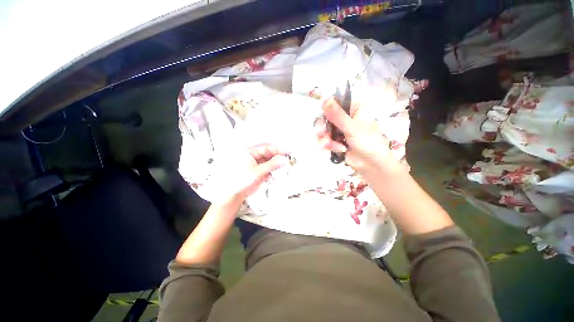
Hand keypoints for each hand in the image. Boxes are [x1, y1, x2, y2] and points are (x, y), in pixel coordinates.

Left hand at [215, 144, 289, 203]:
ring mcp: (256, 164)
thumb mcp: (257, 171)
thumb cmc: (239, 181)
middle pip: (269, 154)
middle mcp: (253, 157)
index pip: (266, 147)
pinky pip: (268, 168)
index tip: (287, 151)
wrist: (233, 195)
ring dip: (276, 164)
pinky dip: (273, 170)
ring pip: (269, 161)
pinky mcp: (258, 171)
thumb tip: (283, 159)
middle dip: (278, 157)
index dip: (278, 149)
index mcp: (249, 152)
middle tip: (287, 159)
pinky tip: (275, 173)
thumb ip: (272, 165)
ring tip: (283, 166)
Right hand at [315, 98, 401, 176]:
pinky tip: (339, 150)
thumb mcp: (352, 128)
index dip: (326, 109)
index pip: (335, 103)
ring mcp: (339, 130)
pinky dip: (330, 146)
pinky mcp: (335, 141)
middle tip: (322, 133)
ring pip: (323, 130)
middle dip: (323, 128)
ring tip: (329, 146)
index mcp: (353, 109)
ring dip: (325, 139)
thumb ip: (337, 115)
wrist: (371, 165)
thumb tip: (325, 99)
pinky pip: (325, 140)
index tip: (323, 117)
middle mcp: (345, 117)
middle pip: (325, 117)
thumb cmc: (368, 142)